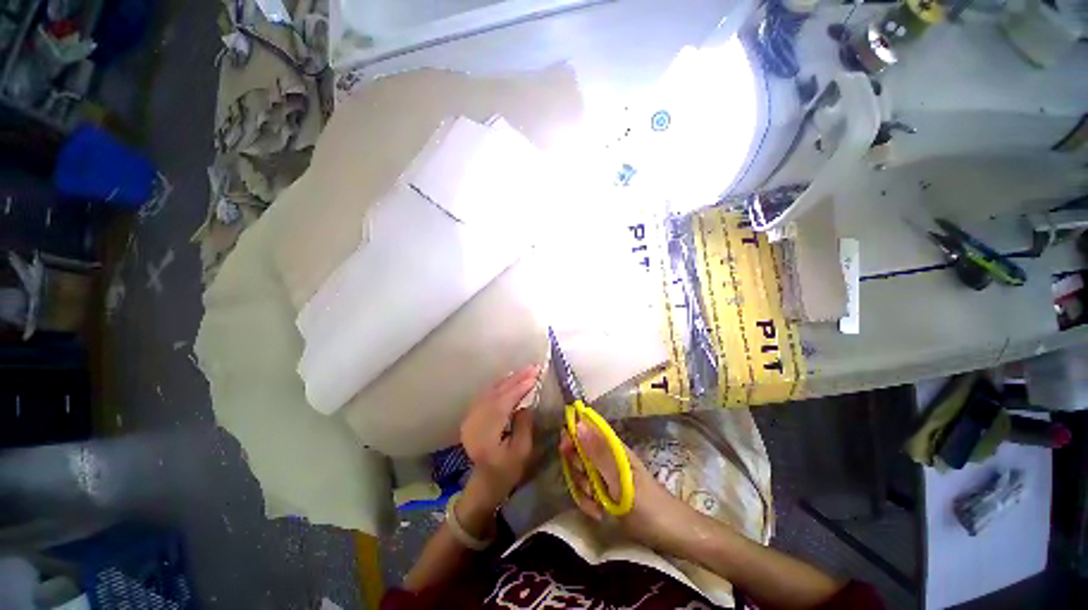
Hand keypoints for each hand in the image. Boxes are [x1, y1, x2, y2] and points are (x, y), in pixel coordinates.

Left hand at [459, 365, 538, 513]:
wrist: (485, 482)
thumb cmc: (507, 471)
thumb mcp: (522, 451)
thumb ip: (524, 424)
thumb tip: (527, 402)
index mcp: (485, 436)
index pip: (503, 404)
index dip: (518, 388)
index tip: (534, 376)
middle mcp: (473, 423)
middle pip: (496, 395)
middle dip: (515, 379)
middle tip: (533, 367)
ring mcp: (470, 418)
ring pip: (490, 392)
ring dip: (509, 379)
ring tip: (526, 370)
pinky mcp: (472, 416)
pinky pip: (487, 395)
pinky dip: (500, 385)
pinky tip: (511, 378)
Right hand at [560, 422, 694, 550]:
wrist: (672, 536)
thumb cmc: (649, 507)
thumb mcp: (621, 482)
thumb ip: (598, 453)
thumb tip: (578, 423)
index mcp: (613, 447)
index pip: (585, 428)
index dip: (572, 435)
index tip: (564, 450)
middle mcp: (607, 456)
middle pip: (579, 452)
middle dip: (577, 470)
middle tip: (589, 486)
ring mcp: (606, 474)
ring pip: (580, 473)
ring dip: (583, 490)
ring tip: (598, 505)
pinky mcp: (606, 491)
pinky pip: (586, 491)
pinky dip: (588, 502)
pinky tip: (598, 514)